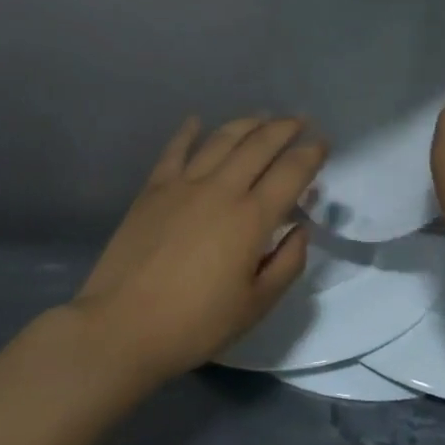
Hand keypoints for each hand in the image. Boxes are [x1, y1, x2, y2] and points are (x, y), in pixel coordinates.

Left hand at [74, 116, 326, 383]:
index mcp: (251, 218)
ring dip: (246, 123)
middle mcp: (221, 190)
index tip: (323, 143)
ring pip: (221, 140)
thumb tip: (300, 230)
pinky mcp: (152, 191)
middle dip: (284, 128)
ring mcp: (183, 185)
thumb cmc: (195, 324)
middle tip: (300, 120)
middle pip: (259, 145)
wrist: (121, 328)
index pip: (291, 172)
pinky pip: (174, 151)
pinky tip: (196, 121)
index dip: (311, 153)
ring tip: (262, 117)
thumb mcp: (256, 305)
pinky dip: (188, 132)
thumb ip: (287, 263)